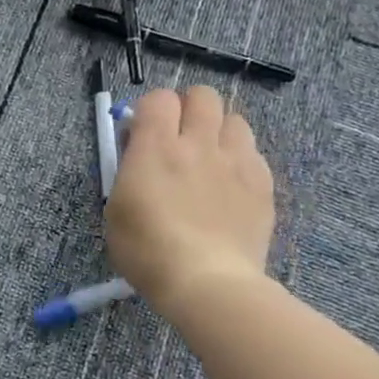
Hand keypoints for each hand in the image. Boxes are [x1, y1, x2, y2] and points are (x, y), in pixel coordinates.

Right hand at [105, 86, 274, 312]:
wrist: (207, 282)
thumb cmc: (148, 250)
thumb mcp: (116, 208)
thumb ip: (128, 170)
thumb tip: (139, 153)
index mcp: (157, 147)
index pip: (159, 98)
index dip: (150, 110)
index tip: (142, 134)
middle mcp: (198, 143)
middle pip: (203, 96)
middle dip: (188, 109)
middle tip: (178, 138)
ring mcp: (236, 161)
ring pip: (234, 119)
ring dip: (218, 131)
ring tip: (208, 158)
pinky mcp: (262, 183)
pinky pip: (253, 153)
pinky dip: (240, 160)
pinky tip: (229, 185)